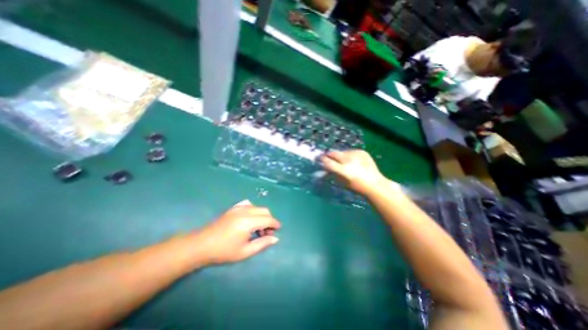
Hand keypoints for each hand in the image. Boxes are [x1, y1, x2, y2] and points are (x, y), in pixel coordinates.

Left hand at [193, 199, 279, 266]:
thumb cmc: (224, 251)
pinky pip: (248, 204)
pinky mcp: (233, 208)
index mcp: (248, 222)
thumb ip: (262, 243)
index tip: (278, 230)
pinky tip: (250, 219)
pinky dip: (253, 210)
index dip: (275, 224)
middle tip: (267, 233)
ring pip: (257, 207)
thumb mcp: (245, 251)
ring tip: (258, 228)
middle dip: (269, 220)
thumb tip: (276, 238)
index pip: (268, 219)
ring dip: (262, 215)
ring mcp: (238, 208)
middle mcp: (245, 211)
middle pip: (264, 211)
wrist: (202, 245)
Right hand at [320, 150, 389, 195]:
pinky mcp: (362, 152)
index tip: (320, 159)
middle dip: (329, 155)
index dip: (323, 160)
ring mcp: (357, 155)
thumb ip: (332, 174)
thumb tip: (323, 168)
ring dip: (340, 156)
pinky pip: (350, 151)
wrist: (374, 183)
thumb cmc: (356, 186)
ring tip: (344, 162)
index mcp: (344, 171)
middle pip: (334, 153)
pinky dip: (349, 155)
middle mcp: (349, 161)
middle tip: (328, 157)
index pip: (328, 162)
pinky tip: (353, 161)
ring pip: (342, 152)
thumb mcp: (341, 182)